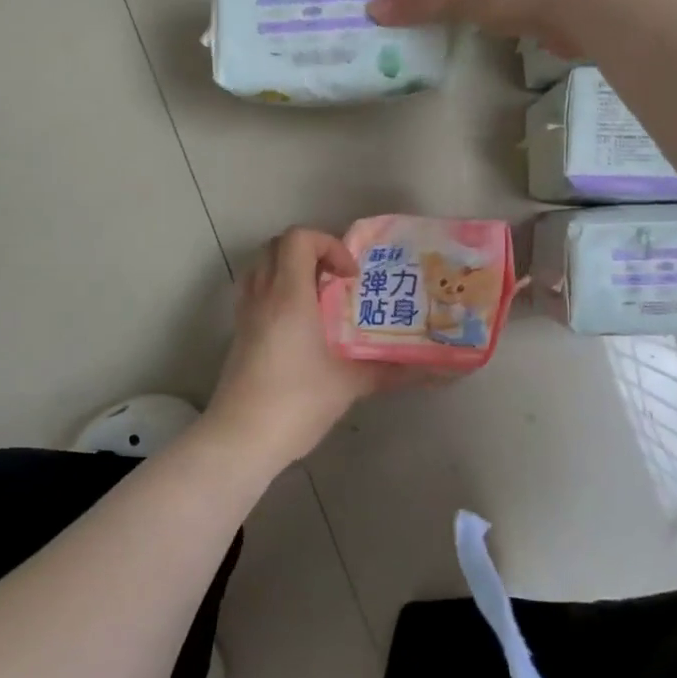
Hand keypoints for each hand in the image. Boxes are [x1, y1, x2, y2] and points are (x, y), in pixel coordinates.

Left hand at [204, 228, 391, 469]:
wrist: (241, 438)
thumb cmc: (297, 402)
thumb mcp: (350, 384)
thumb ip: (393, 371)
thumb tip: (437, 371)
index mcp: (289, 296)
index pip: (298, 239)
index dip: (329, 245)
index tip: (350, 277)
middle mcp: (263, 296)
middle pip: (276, 246)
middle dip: (310, 251)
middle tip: (337, 281)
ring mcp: (245, 315)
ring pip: (261, 267)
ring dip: (289, 269)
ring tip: (318, 297)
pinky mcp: (239, 334)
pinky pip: (255, 292)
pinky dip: (276, 291)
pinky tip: (300, 325)